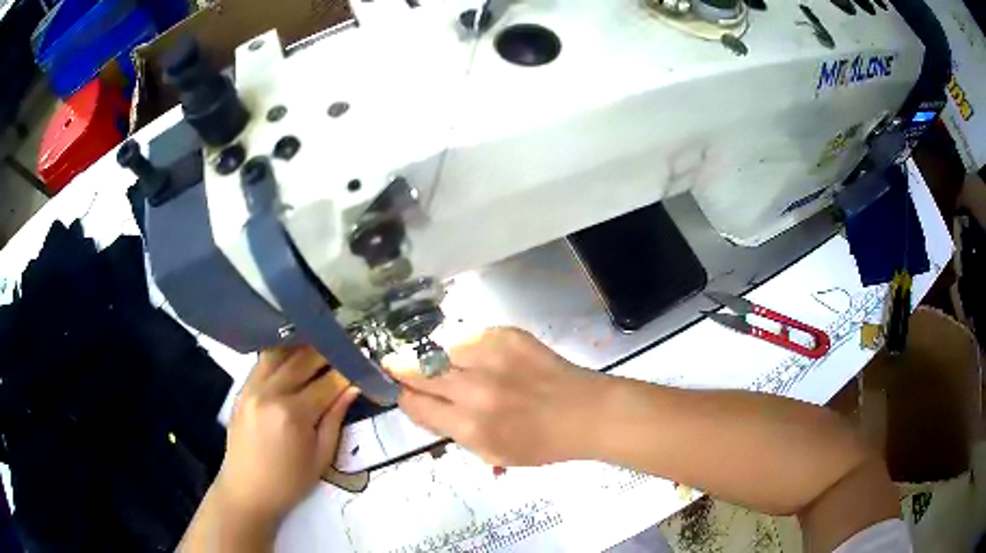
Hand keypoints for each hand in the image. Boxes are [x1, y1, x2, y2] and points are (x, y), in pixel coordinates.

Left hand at [215, 347, 358, 523]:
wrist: (247, 491)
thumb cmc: (290, 482)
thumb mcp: (321, 457)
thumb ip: (335, 418)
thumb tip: (352, 388)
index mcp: (293, 414)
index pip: (327, 383)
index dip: (347, 372)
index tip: (361, 365)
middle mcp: (270, 393)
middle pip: (302, 359)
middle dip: (327, 352)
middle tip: (344, 350)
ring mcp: (252, 388)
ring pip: (280, 353)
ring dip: (302, 347)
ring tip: (320, 348)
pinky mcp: (242, 389)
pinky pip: (262, 362)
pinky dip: (280, 355)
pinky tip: (292, 357)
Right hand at [390, 328, 607, 465]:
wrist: (583, 411)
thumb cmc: (539, 443)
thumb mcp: (490, 452)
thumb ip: (452, 430)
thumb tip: (423, 405)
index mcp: (469, 426)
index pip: (414, 404)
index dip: (404, 398)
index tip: (405, 393)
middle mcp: (474, 390)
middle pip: (417, 370)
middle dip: (401, 367)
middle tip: (394, 364)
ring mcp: (490, 357)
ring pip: (438, 348)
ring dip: (432, 356)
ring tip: (437, 360)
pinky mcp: (506, 335)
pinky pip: (468, 337)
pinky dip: (464, 347)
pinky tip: (473, 355)